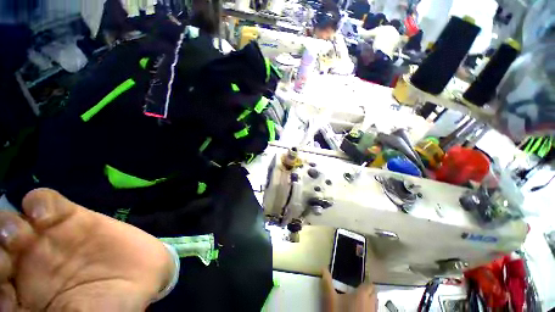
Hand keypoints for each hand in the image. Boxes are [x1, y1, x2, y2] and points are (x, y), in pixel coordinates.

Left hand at [0, 188, 174, 310]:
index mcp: (23, 298)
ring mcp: (47, 238)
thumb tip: (11, 304)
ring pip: (10, 222)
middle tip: (9, 258)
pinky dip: (37, 202)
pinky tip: (44, 213)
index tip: (4, 290)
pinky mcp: (70, 217)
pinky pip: (43, 202)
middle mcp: (26, 266)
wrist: (145, 274)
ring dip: (8, 224)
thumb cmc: (112, 307)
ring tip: (23, 235)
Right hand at [321, 269, 377, 311]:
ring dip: (368, 301)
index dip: (364, 283)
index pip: (369, 285)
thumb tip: (322, 268)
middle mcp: (371, 303)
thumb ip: (327, 282)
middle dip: (367, 291)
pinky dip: (368, 309)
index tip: (357, 283)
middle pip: (373, 293)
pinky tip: (359, 310)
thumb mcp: (330, 297)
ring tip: (358, 302)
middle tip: (357, 292)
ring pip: (374, 303)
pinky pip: (373, 311)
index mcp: (362, 294)